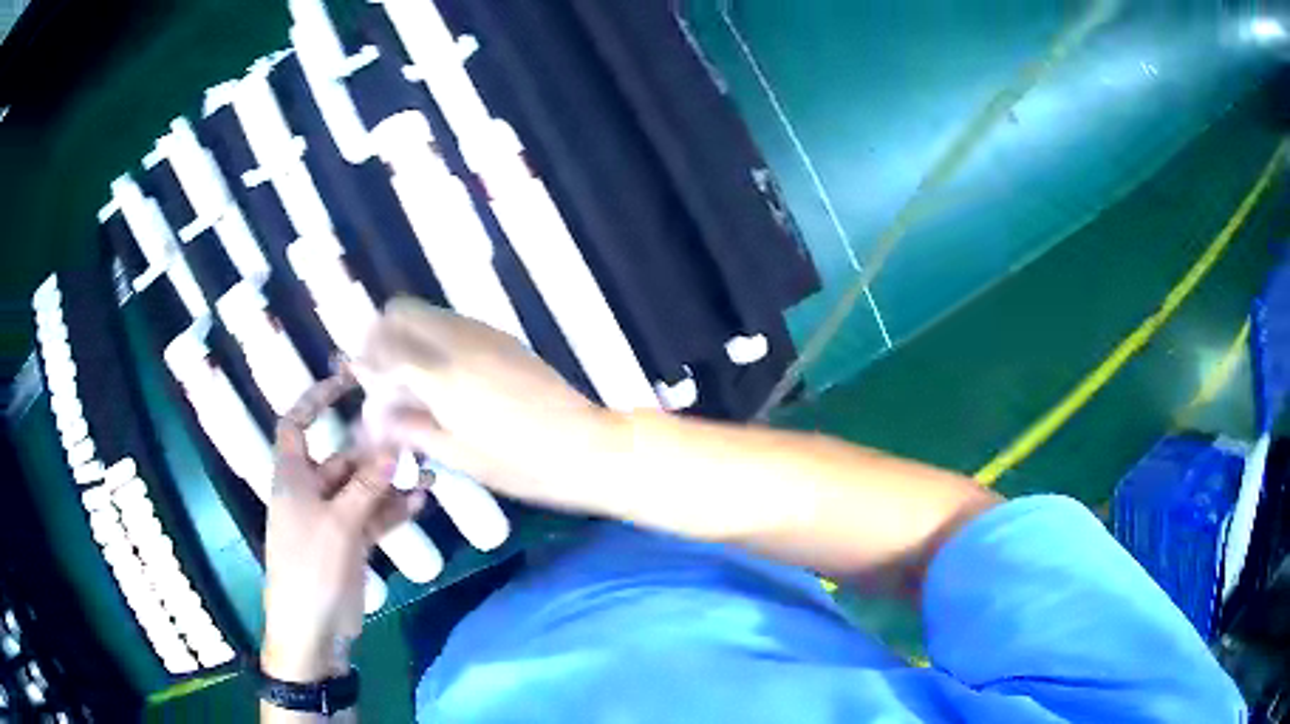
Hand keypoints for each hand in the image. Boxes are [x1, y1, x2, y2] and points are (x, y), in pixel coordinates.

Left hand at [262, 373, 427, 682]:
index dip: (314, 401)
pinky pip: (373, 517)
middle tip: (409, 437)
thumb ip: (365, 486)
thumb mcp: (338, 523)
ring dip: (391, 482)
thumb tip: (390, 448)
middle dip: (373, 450)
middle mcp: (311, 492)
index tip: (345, 383)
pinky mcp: (350, 543)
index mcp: (293, 478)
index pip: (295, 425)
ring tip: (427, 471)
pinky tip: (421, 502)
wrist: (312, 629)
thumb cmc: (311, 568)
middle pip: (341, 458)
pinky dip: (393, 509)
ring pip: (363, 489)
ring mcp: (332, 519)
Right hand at [355, 297, 614, 512]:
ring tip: (410, 378)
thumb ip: (411, 428)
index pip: (383, 347)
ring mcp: (485, 334)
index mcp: (443, 375)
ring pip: (428, 313)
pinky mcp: (503, 338)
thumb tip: (375, 417)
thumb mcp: (459, 456)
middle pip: (401, 312)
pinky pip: (453, 323)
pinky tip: (442, 375)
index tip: (358, 380)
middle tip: (380, 375)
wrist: (588, 447)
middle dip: (381, 336)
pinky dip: (434, 337)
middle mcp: (459, 341)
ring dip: (408, 334)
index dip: (364, 361)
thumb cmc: (523, 465)